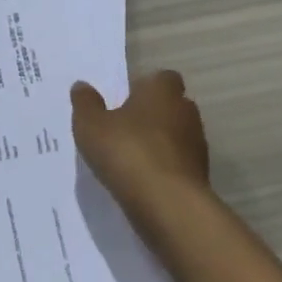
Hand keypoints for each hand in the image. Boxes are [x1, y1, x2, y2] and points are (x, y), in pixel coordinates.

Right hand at [71, 71, 209, 200]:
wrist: (167, 203)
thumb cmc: (127, 151)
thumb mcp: (91, 126)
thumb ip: (86, 104)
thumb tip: (82, 86)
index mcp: (162, 91)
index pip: (162, 78)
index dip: (144, 87)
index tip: (124, 101)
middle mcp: (186, 112)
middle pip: (170, 106)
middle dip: (151, 116)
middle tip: (123, 130)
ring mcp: (197, 145)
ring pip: (176, 136)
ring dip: (158, 144)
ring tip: (130, 160)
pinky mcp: (200, 175)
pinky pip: (177, 164)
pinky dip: (163, 169)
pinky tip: (142, 182)